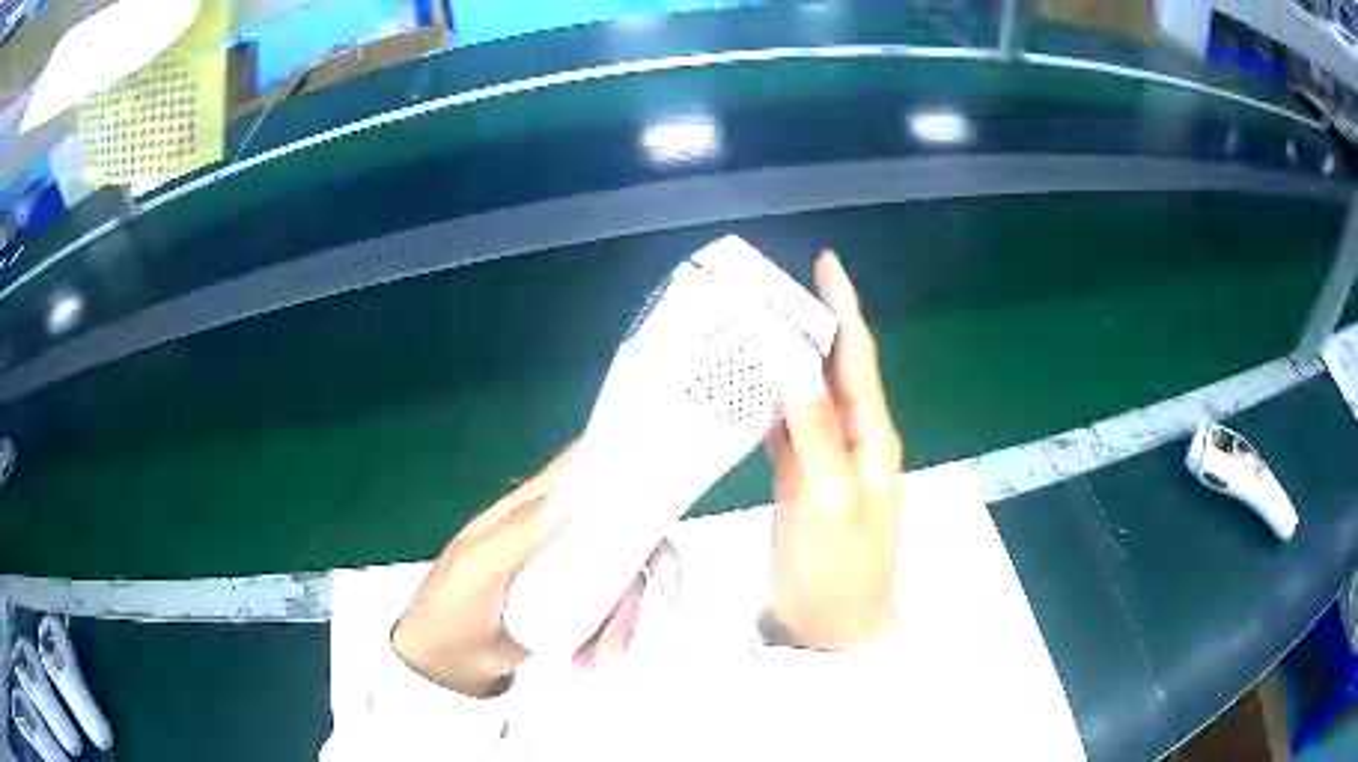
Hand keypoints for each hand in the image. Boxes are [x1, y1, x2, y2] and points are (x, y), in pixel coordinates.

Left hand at [392, 446, 681, 697]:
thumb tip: (575, 495)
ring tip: (600, 658)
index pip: (583, 469)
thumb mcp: (478, 566)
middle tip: (669, 597)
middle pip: (624, 528)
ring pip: (624, 577)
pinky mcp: (576, 606)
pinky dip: (611, 637)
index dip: (625, 464)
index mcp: (533, 507)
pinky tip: (588, 661)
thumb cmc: (451, 604)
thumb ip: (521, 532)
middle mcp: (560, 531)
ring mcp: (571, 570)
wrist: (447, 663)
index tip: (665, 485)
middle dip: (653, 562)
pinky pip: (612, 612)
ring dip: (624, 619)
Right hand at [763, 251, 902, 648]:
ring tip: (755, 322)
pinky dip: (767, 401)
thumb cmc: (839, 570)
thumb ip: (817, 435)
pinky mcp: (799, 478)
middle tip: (773, 287)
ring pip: (806, 394)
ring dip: (787, 358)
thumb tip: (797, 369)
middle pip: (832, 369)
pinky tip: (746, 386)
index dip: (844, 309)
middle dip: (810, 323)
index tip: (826, 264)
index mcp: (871, 438)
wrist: (829, 627)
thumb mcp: (832, 502)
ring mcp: (824, 459)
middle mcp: (852, 439)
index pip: (857, 359)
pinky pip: (785, 426)